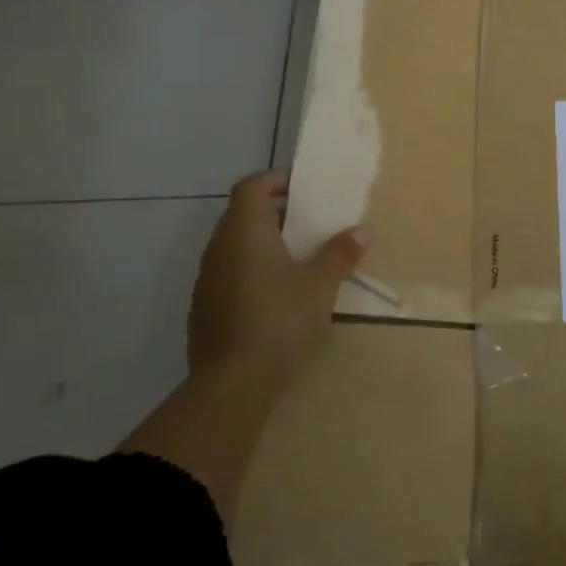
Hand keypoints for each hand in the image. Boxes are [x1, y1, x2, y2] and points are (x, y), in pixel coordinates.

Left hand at [188, 171, 366, 398]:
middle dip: (273, 214)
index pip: (251, 187)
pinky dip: (250, 273)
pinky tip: (276, 297)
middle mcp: (219, 249)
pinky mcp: (203, 312)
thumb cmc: (281, 319)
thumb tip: (361, 231)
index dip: (274, 181)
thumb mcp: (321, 285)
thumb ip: (340, 254)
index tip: (302, 190)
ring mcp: (206, 282)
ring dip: (261, 246)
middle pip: (241, 216)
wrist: (233, 384)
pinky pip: (228, 277)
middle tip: (307, 225)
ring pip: (233, 248)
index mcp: (245, 232)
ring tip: (296, 260)